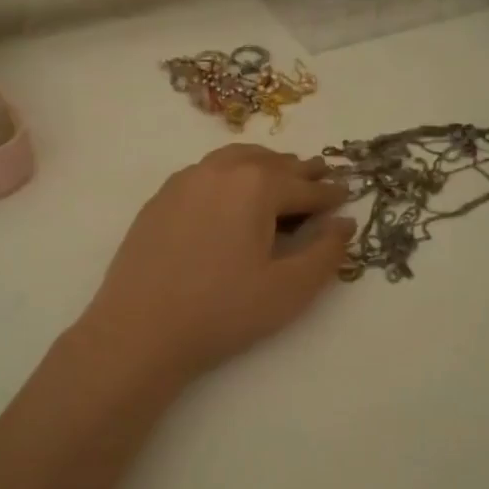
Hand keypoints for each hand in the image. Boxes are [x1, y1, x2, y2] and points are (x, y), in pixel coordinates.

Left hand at [78, 145, 356, 384]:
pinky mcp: (160, 198)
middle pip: (270, 163)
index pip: (304, 186)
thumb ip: (326, 252)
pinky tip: (230, 196)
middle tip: (320, 177)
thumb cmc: (223, 311)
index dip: (329, 192)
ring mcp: (185, 180)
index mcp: (256, 185)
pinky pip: (205, 173)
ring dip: (263, 166)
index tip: (347, 193)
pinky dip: (229, 175)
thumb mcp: (289, 289)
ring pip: (234, 160)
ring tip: (279, 179)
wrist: (140, 329)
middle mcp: (220, 170)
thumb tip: (344, 222)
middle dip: (299, 171)